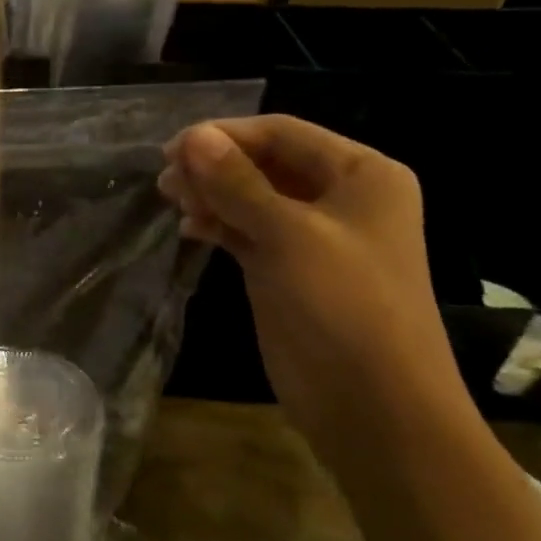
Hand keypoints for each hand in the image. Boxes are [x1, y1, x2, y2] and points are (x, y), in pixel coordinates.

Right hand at [159, 117, 469, 463]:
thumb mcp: (288, 235)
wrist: (374, 406)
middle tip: (166, 180)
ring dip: (212, 194)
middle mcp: (340, 198)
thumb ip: (236, 183)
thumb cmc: (342, 306)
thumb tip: (193, 136)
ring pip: (252, 197)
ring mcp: (314, 237)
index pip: (282, 133)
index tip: (171, 150)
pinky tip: (190, 228)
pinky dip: (219, 224)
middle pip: (265, 163)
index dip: (225, 135)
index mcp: (361, 175)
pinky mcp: (289, 270)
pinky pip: (248, 231)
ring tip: (170, 199)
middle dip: (215, 166)